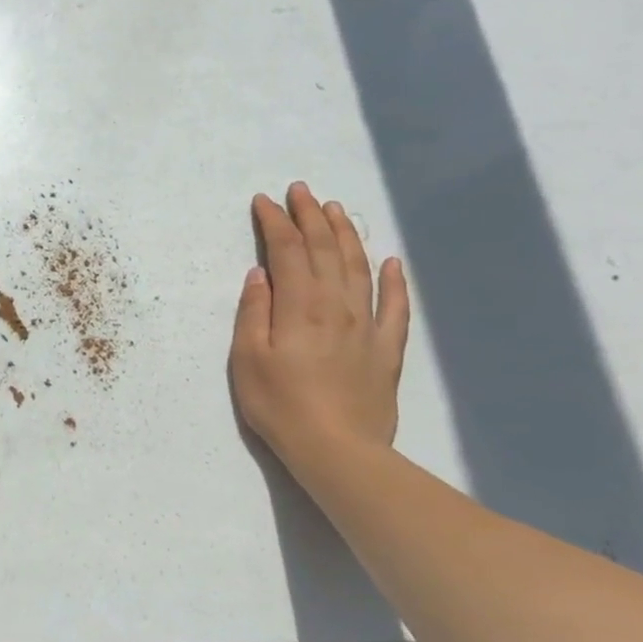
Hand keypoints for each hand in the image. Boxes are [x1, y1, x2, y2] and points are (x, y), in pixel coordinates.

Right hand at [230, 182, 410, 470]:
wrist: (338, 451)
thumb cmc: (280, 405)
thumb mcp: (248, 358)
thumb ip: (253, 312)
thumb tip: (259, 275)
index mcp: (300, 306)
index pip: (286, 251)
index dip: (275, 222)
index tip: (263, 201)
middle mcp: (337, 305)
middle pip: (324, 250)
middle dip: (309, 216)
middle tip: (299, 190)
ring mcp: (366, 325)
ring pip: (358, 268)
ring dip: (345, 235)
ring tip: (334, 210)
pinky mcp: (386, 349)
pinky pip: (394, 306)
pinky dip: (394, 280)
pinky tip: (392, 261)